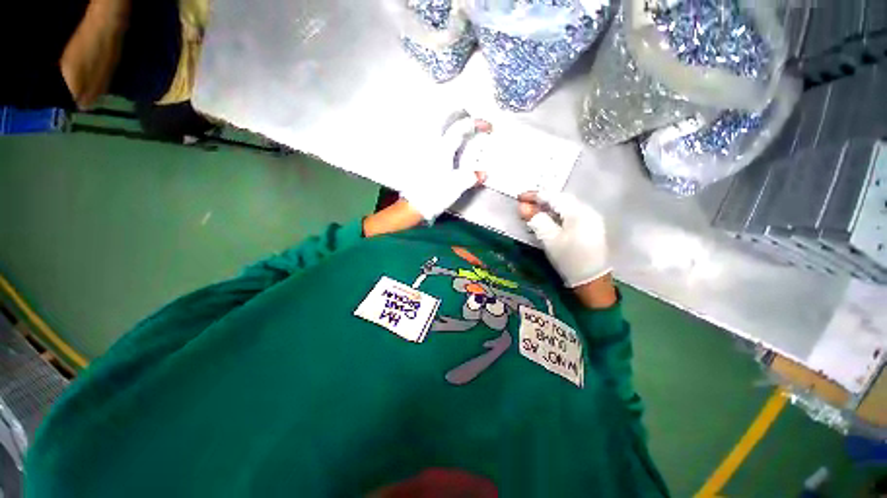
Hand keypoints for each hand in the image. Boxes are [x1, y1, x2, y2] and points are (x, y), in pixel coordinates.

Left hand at [399, 117, 489, 221]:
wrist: (413, 205)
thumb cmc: (434, 194)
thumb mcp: (457, 186)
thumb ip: (471, 177)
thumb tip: (483, 174)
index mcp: (442, 149)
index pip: (460, 128)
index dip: (476, 123)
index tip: (488, 126)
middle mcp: (431, 145)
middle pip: (443, 120)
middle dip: (459, 116)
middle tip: (470, 123)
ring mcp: (423, 151)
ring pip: (436, 130)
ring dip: (449, 127)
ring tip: (460, 133)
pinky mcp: (419, 160)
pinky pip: (431, 142)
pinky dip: (441, 140)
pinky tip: (446, 148)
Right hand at [519, 191, 610, 288]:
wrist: (591, 281)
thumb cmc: (569, 259)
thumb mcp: (550, 239)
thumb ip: (536, 220)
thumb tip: (522, 207)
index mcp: (578, 212)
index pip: (554, 197)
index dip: (535, 195)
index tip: (519, 197)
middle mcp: (587, 211)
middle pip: (561, 200)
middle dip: (541, 201)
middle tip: (525, 205)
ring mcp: (590, 219)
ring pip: (565, 208)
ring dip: (548, 208)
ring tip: (533, 212)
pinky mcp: (590, 228)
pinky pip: (570, 215)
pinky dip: (556, 215)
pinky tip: (548, 221)